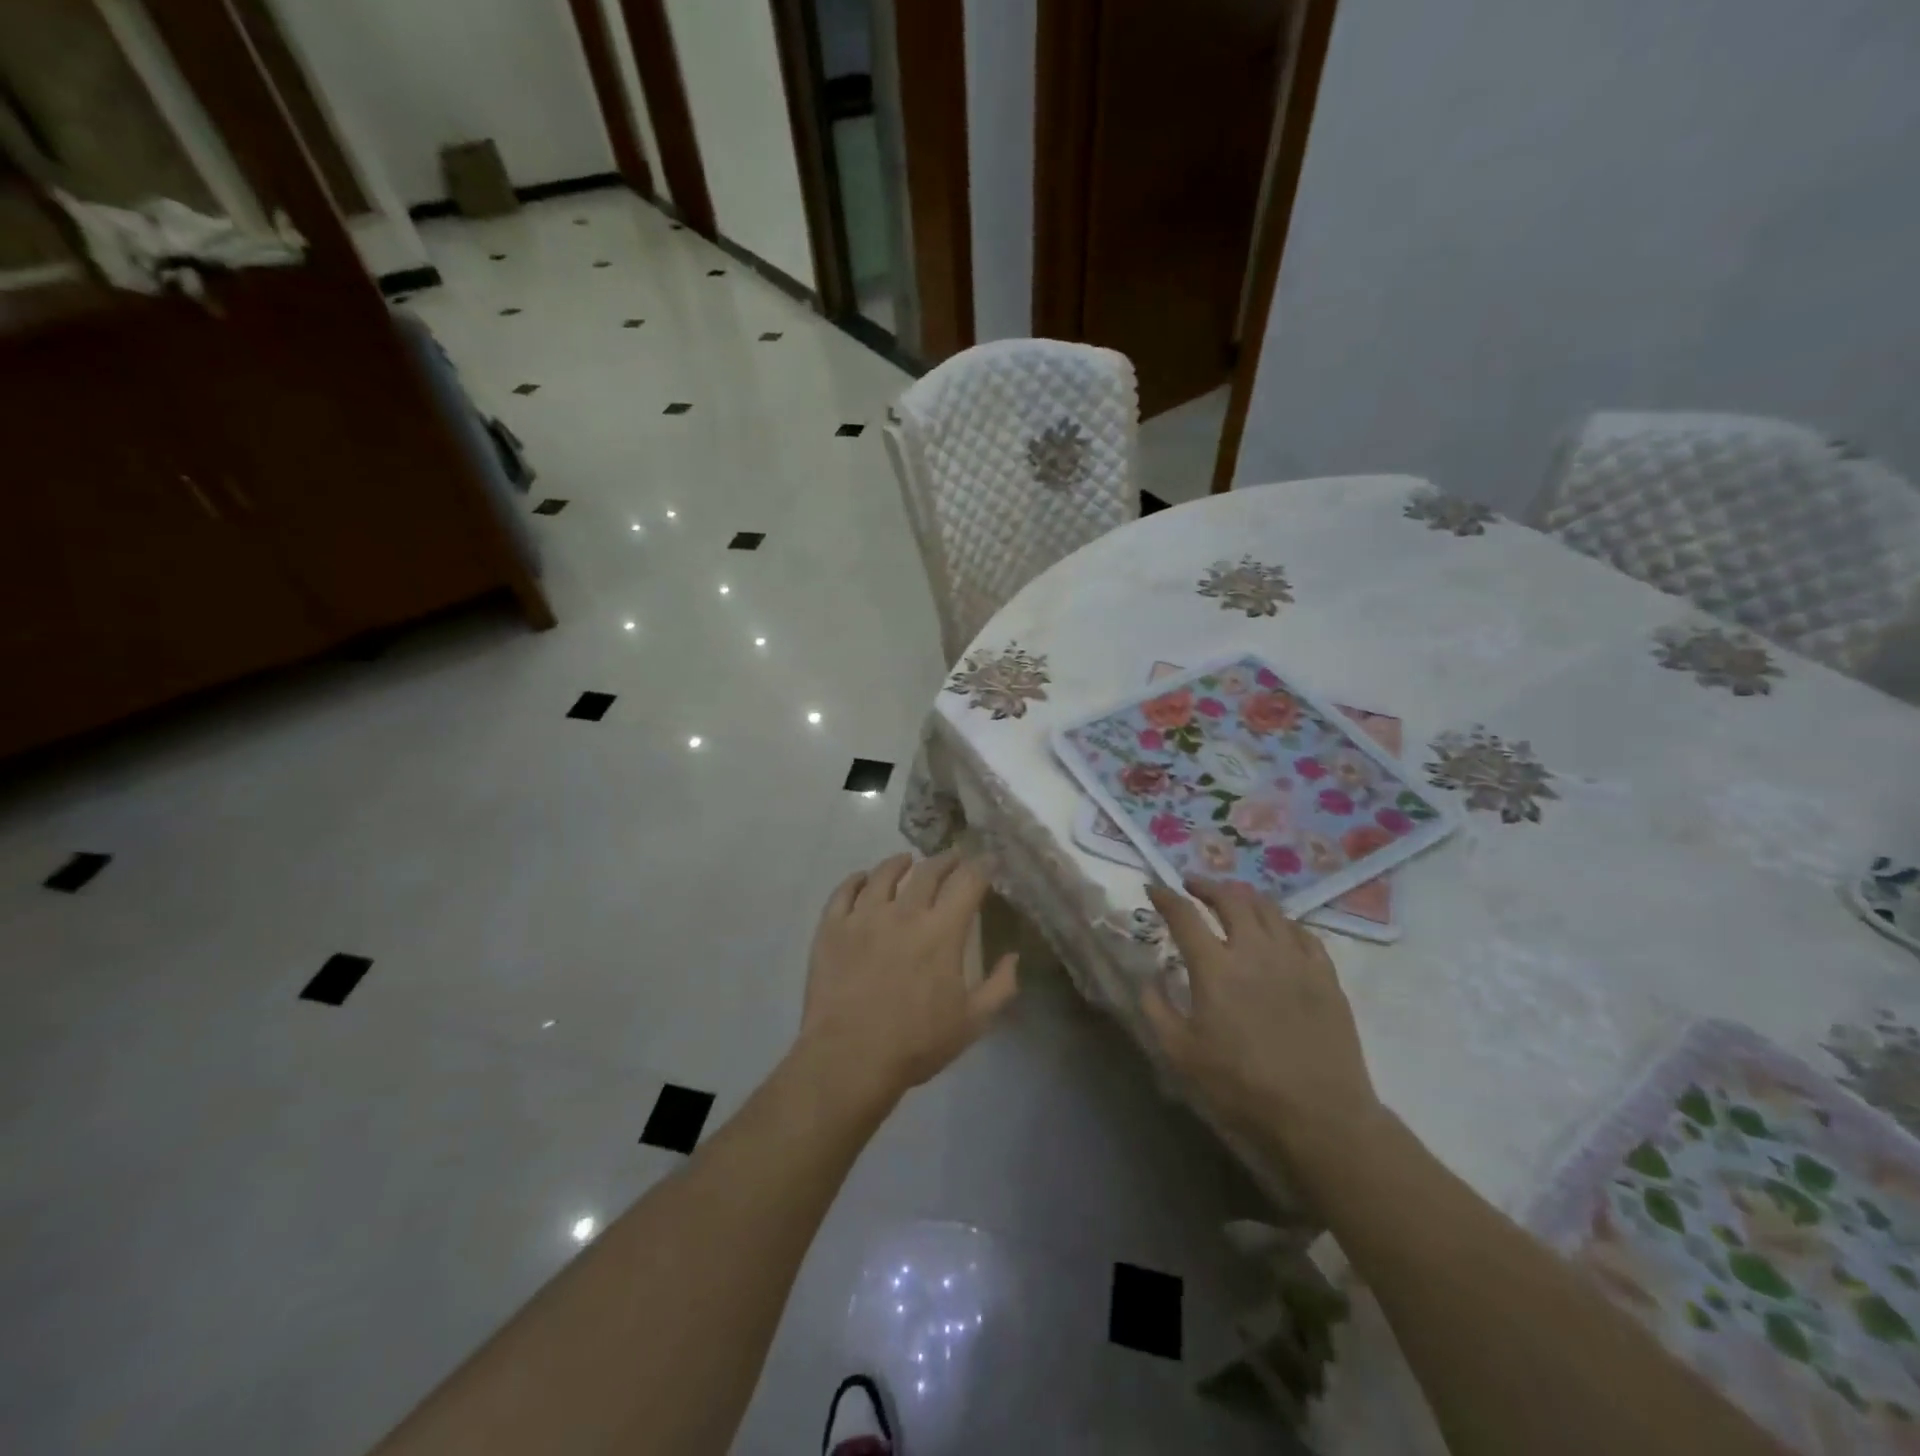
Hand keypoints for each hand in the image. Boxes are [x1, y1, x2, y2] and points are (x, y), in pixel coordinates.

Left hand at [799, 850, 1019, 1099]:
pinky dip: (857, 880)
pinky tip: (863, 879)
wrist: (848, 1059)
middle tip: (953, 859)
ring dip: (900, 863)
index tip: (989, 861)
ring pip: (883, 874)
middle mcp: (904, 912)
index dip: (982, 867)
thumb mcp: (972, 1023)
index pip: (968, 882)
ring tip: (907, 861)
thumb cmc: (915, 1043)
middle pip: (928, 871)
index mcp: (942, 931)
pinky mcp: (832, 928)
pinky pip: (844, 891)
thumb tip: (1013, 956)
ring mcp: (864, 917)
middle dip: (945, 860)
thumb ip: (1000, 986)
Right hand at [1141, 878, 1379, 1152]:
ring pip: (1268, 908)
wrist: (1319, 1115)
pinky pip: (1302, 932)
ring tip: (1233, 898)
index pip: (1184, 915)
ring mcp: (1294, 959)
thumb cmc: (1241, 1086)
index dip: (1165, 897)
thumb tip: (1148, 978)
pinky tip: (1277, 928)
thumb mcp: (1181, 1054)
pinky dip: (1282, 921)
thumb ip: (1156, 1009)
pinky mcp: (1325, 974)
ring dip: (1244, 896)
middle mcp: (1254, 950)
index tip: (1153, 888)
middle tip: (1193, 886)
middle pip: (1229, 899)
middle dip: (1206, 886)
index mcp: (1215, 967)